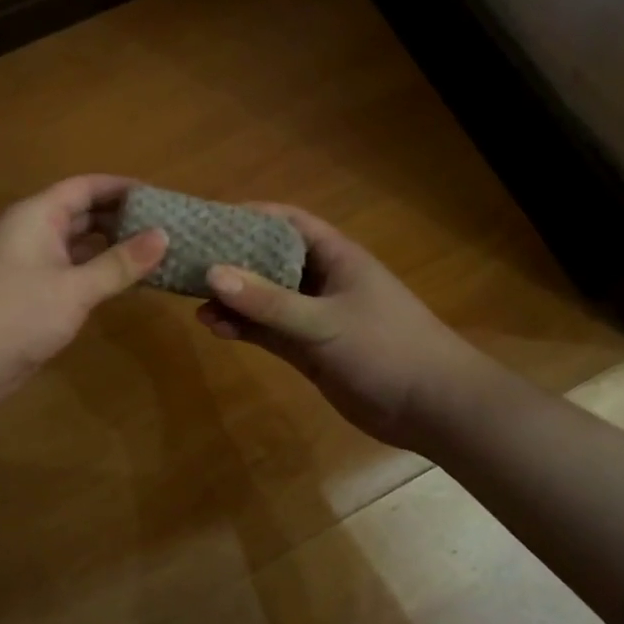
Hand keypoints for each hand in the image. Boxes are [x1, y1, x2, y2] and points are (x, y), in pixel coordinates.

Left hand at [0, 175, 167, 403]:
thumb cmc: (18, 314)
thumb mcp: (76, 288)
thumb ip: (120, 263)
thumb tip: (163, 235)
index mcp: (36, 216)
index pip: (84, 187)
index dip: (121, 187)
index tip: (158, 195)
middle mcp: (30, 231)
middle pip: (80, 213)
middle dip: (119, 218)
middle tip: (164, 226)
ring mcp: (27, 263)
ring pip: (75, 244)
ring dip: (109, 247)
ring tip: (152, 252)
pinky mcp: (28, 292)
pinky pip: (69, 270)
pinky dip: (95, 272)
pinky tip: (123, 282)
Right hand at [196, 204, 466, 449]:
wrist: (434, 408)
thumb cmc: (386, 348)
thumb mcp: (324, 321)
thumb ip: (268, 301)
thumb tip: (213, 274)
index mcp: (336, 257)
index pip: (289, 223)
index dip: (252, 216)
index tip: (210, 219)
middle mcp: (322, 281)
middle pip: (270, 260)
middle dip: (233, 260)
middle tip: (190, 261)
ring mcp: (315, 317)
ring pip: (265, 300)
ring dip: (234, 299)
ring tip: (195, 301)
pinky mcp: (310, 350)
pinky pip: (269, 331)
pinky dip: (244, 328)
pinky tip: (216, 328)